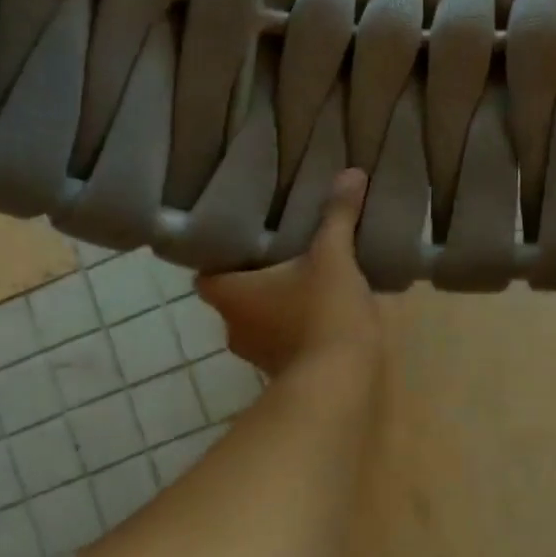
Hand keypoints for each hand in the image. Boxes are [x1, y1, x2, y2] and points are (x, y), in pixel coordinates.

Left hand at [197, 170, 382, 379]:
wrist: (341, 383)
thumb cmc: (323, 314)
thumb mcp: (333, 258)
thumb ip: (337, 217)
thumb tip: (351, 173)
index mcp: (230, 295)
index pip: (205, 274)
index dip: (218, 257)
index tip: (242, 240)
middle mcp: (234, 327)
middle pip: (234, 296)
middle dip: (255, 278)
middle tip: (280, 250)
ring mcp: (257, 355)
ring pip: (259, 320)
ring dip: (277, 304)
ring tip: (305, 276)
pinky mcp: (283, 373)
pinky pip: (283, 341)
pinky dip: (296, 327)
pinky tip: (323, 311)